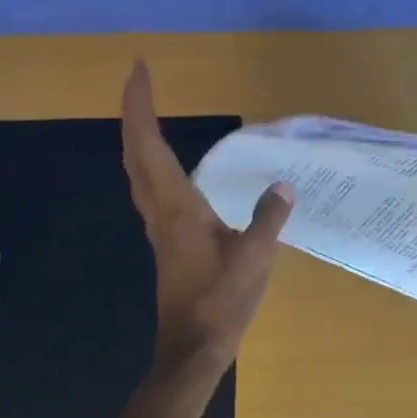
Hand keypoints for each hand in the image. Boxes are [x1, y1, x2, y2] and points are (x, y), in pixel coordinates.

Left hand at [121, 61, 293, 369]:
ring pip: (137, 170)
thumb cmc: (221, 301)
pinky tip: (167, 164)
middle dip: (134, 112)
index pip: (148, 144)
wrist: (193, 347)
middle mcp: (160, 210)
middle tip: (141, 80)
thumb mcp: (255, 257)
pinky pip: (149, 186)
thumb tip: (283, 185)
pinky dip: (150, 160)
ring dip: (138, 136)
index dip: (139, 105)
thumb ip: (268, 217)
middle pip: (134, 152)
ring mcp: (159, 226)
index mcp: (177, 206)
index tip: (139, 70)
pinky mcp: (166, 239)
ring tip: (150, 112)